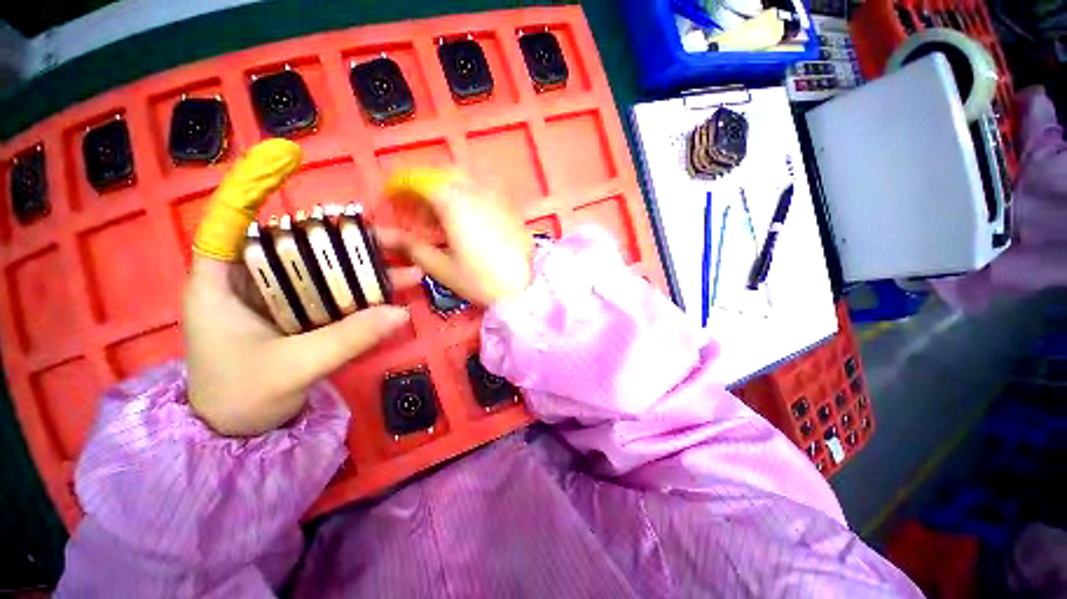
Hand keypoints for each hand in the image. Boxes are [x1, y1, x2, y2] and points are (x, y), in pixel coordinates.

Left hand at [184, 139, 411, 435]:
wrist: (241, 433)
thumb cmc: (242, 400)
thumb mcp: (293, 369)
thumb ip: (346, 340)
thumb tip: (400, 313)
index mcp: (221, 286)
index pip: (230, 226)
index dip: (253, 191)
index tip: (284, 163)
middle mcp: (251, 284)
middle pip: (295, 246)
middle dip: (342, 239)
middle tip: (388, 238)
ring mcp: (279, 300)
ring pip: (322, 271)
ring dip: (363, 268)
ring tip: (405, 265)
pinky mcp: (300, 316)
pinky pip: (334, 295)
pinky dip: (362, 292)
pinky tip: (391, 291)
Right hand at [384, 169, 532, 305]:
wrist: (526, 286)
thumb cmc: (481, 279)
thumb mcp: (442, 268)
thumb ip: (415, 248)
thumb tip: (396, 238)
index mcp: (453, 201)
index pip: (419, 180)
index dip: (400, 186)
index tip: (390, 198)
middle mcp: (475, 190)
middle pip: (441, 175)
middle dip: (423, 186)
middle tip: (415, 209)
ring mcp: (496, 196)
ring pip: (464, 180)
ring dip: (445, 189)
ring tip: (439, 216)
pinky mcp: (510, 207)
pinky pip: (482, 191)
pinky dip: (466, 197)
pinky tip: (466, 218)